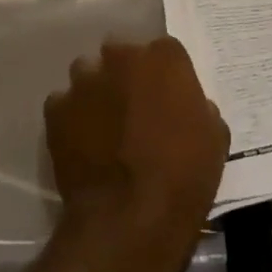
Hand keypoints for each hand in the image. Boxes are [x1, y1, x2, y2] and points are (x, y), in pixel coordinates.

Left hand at [44, 37, 229, 271]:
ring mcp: (86, 80)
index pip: (165, 51)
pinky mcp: (57, 108)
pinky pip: (63, 104)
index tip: (166, 98)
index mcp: (164, 56)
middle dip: (125, 74)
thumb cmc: (183, 177)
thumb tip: (189, 107)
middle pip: (121, 54)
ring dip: (95, 91)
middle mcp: (122, 56)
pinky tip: (80, 143)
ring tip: (102, 124)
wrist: (130, 219)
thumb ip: (199, 108)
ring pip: (88, 73)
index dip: (165, 76)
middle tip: (132, 109)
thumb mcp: (214, 139)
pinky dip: (70, 118)